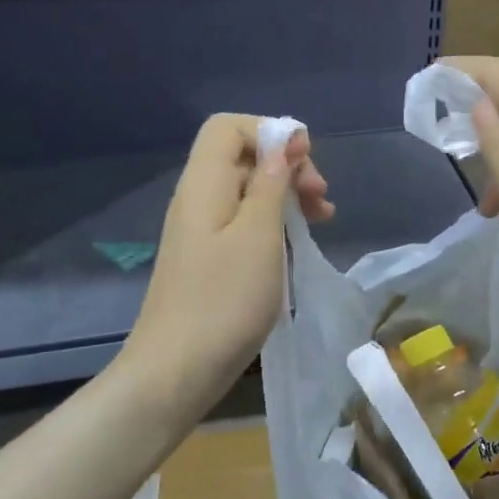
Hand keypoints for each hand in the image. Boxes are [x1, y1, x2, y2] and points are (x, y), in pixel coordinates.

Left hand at [121, 115, 332, 423]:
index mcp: (203, 184)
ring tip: (322, 219)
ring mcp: (201, 231)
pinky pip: (244, 222)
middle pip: (241, 156)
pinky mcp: (209, 259)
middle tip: (321, 199)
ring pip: (247, 190)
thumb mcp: (259, 236)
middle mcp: (198, 199)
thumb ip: (272, 182)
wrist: (176, 372)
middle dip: (287, 166)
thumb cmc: (223, 301)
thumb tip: (286, 140)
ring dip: (286, 195)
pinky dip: (274, 223)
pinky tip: (297, 243)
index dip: (271, 132)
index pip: (229, 126)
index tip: (306, 163)